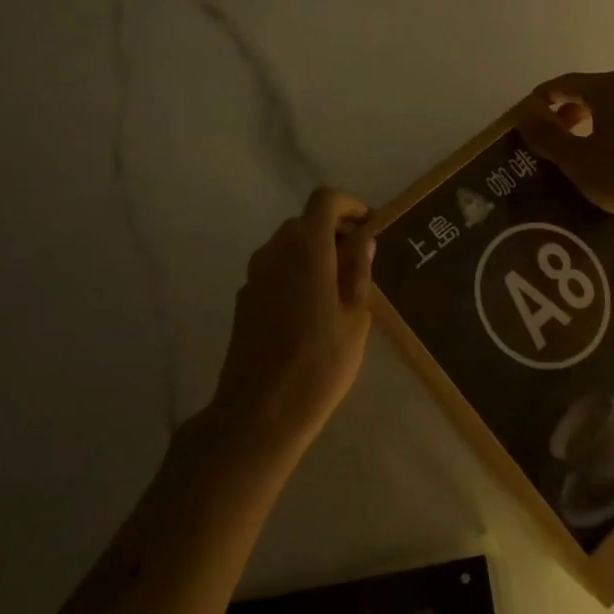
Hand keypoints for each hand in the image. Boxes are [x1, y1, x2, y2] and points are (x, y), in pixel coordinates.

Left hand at [210, 188, 374, 457]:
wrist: (259, 412)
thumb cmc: (319, 363)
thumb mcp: (355, 318)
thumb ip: (358, 273)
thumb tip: (362, 241)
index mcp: (306, 248)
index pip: (324, 201)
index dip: (349, 205)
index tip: (369, 225)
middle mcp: (275, 251)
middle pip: (304, 222)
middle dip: (333, 230)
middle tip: (360, 258)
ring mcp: (255, 275)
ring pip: (287, 246)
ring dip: (313, 252)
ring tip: (339, 286)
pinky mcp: (244, 299)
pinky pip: (274, 270)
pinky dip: (295, 271)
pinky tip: (311, 309)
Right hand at [517, 71, 613, 226]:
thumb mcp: (576, 159)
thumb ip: (546, 136)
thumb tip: (525, 117)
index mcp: (608, 88)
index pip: (563, 83)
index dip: (540, 100)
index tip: (524, 121)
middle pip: (589, 95)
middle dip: (564, 114)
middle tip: (547, 140)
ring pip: (611, 113)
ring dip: (588, 129)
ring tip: (575, 157)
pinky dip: (611, 139)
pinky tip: (607, 167)